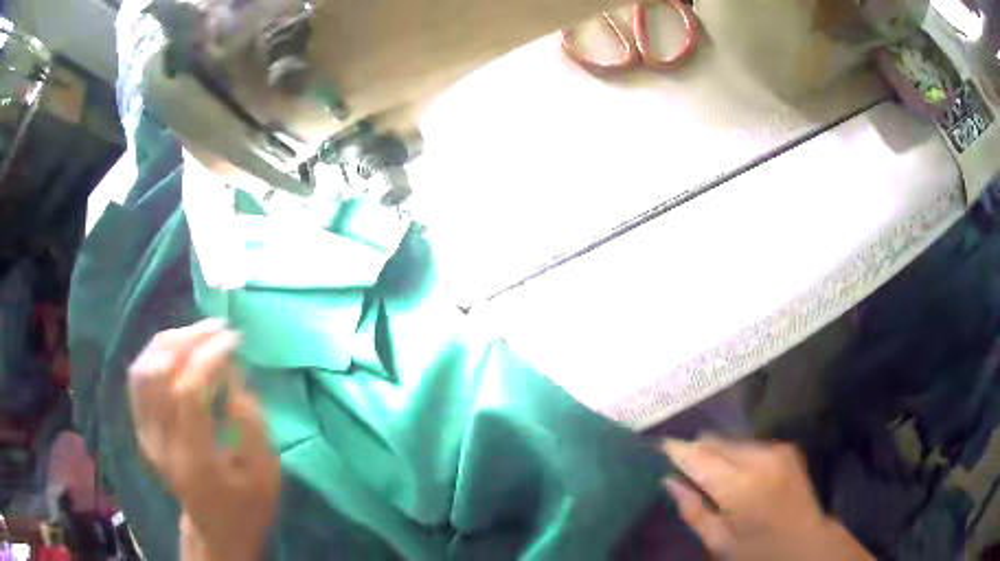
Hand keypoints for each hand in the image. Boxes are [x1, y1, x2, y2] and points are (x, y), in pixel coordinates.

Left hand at [128, 319, 279, 560]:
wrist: (216, 531)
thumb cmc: (247, 506)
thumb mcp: (267, 474)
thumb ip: (253, 425)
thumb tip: (232, 377)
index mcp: (195, 461)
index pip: (188, 393)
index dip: (209, 358)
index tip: (234, 339)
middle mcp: (161, 445)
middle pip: (157, 374)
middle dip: (187, 340)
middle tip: (217, 328)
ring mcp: (146, 436)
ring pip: (142, 370)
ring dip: (169, 343)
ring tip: (198, 333)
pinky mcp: (141, 429)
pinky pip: (138, 379)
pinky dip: (156, 355)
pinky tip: (177, 349)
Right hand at [662, 438, 873, 560]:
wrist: (806, 544)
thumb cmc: (758, 553)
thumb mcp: (720, 544)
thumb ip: (694, 512)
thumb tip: (669, 481)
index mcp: (742, 489)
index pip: (700, 459)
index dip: (678, 452)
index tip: (659, 447)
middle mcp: (761, 460)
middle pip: (717, 443)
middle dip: (697, 450)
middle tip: (680, 463)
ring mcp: (778, 451)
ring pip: (733, 441)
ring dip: (717, 451)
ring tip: (706, 469)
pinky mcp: (787, 449)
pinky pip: (750, 445)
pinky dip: (736, 453)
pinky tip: (733, 470)